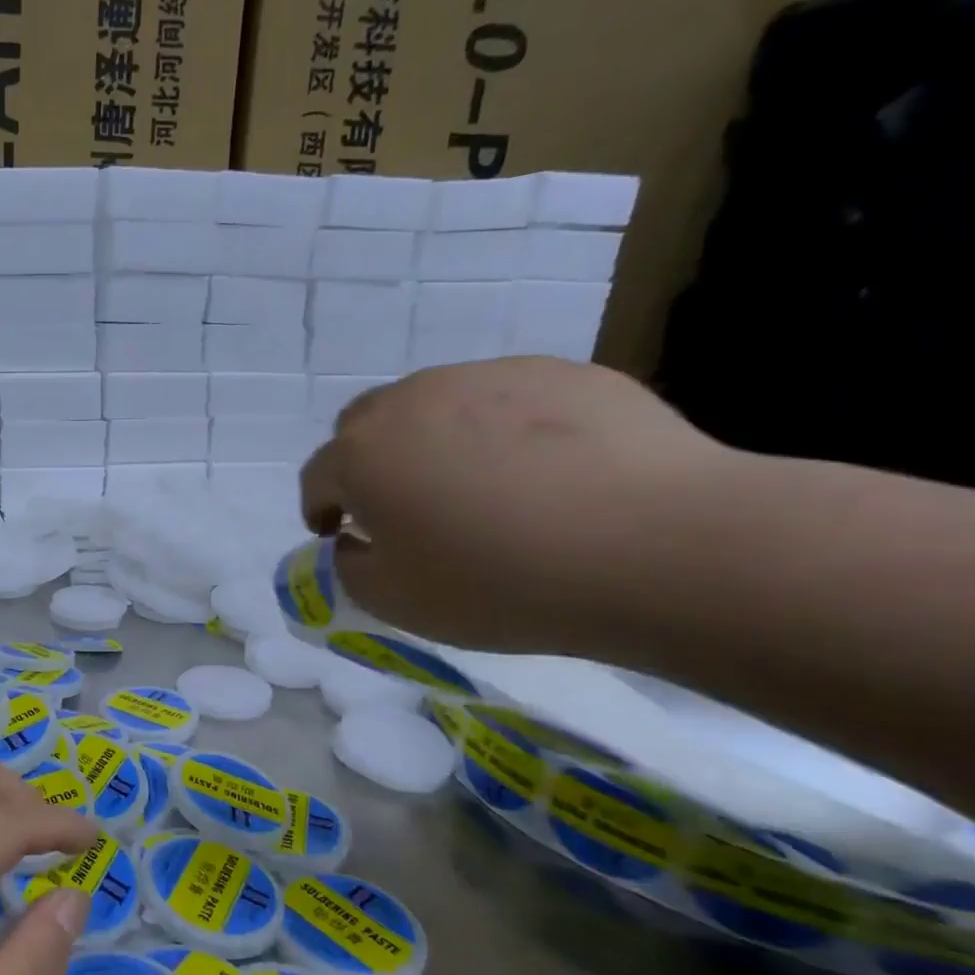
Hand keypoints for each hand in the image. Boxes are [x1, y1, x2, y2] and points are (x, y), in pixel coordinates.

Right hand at [299, 357, 732, 650]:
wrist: (657, 546)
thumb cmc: (500, 582)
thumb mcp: (396, 602)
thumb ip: (351, 568)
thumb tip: (356, 540)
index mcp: (362, 453)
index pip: (318, 476)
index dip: (320, 508)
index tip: (339, 535)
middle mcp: (412, 400)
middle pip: (365, 424)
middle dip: (367, 462)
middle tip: (401, 506)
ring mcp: (487, 377)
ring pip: (434, 404)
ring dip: (432, 441)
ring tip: (479, 487)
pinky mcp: (559, 372)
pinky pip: (505, 400)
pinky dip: (502, 430)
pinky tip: (543, 472)